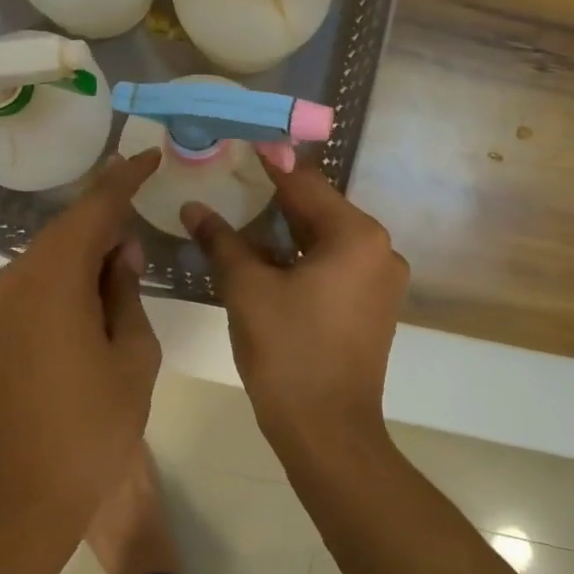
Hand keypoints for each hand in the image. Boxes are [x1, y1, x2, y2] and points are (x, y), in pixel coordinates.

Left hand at [0, 149, 163, 539]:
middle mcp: (18, 276)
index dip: (124, 178)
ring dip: (91, 243)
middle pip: (70, 226)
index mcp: (54, 276)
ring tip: (131, 246)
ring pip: (54, 251)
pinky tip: (101, 282)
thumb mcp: (131, 356)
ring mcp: (3, 301)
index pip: (94, 208)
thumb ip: (126, 291)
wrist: (18, 496)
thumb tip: (119, 251)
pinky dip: (73, 270)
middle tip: (146, 197)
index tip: (150, 154)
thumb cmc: (89, 428)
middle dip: (108, 211)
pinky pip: (41, 277)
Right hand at [182, 162, 407, 446]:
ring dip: (285, 229)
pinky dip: (301, 256)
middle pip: (318, 209)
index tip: (241, 140)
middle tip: (232, 177)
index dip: (269, 162)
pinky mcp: (374, 305)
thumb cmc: (287, 353)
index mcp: (356, 236)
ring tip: (241, 212)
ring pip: (325, 238)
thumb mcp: (247, 289)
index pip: (304, 183)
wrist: (328, 433)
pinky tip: (266, 255)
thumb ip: (221, 240)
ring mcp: (381, 280)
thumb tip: (193, 207)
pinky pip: (334, 264)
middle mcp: (379, 249)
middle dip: (274, 196)